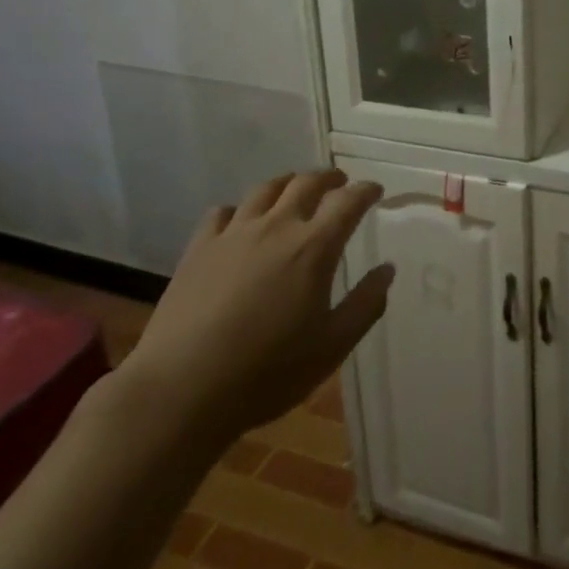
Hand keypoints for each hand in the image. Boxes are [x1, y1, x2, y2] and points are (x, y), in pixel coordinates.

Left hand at [114, 171, 392, 453]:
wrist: (182, 389)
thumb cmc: (267, 371)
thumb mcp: (332, 346)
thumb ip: (366, 304)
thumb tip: (387, 269)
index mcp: (313, 247)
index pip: (347, 202)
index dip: (366, 191)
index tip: (375, 190)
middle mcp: (275, 227)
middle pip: (306, 183)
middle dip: (328, 178)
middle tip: (340, 182)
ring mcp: (233, 234)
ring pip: (265, 190)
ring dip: (288, 183)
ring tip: (295, 189)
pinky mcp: (199, 248)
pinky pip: (224, 212)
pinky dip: (242, 209)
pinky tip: (242, 222)